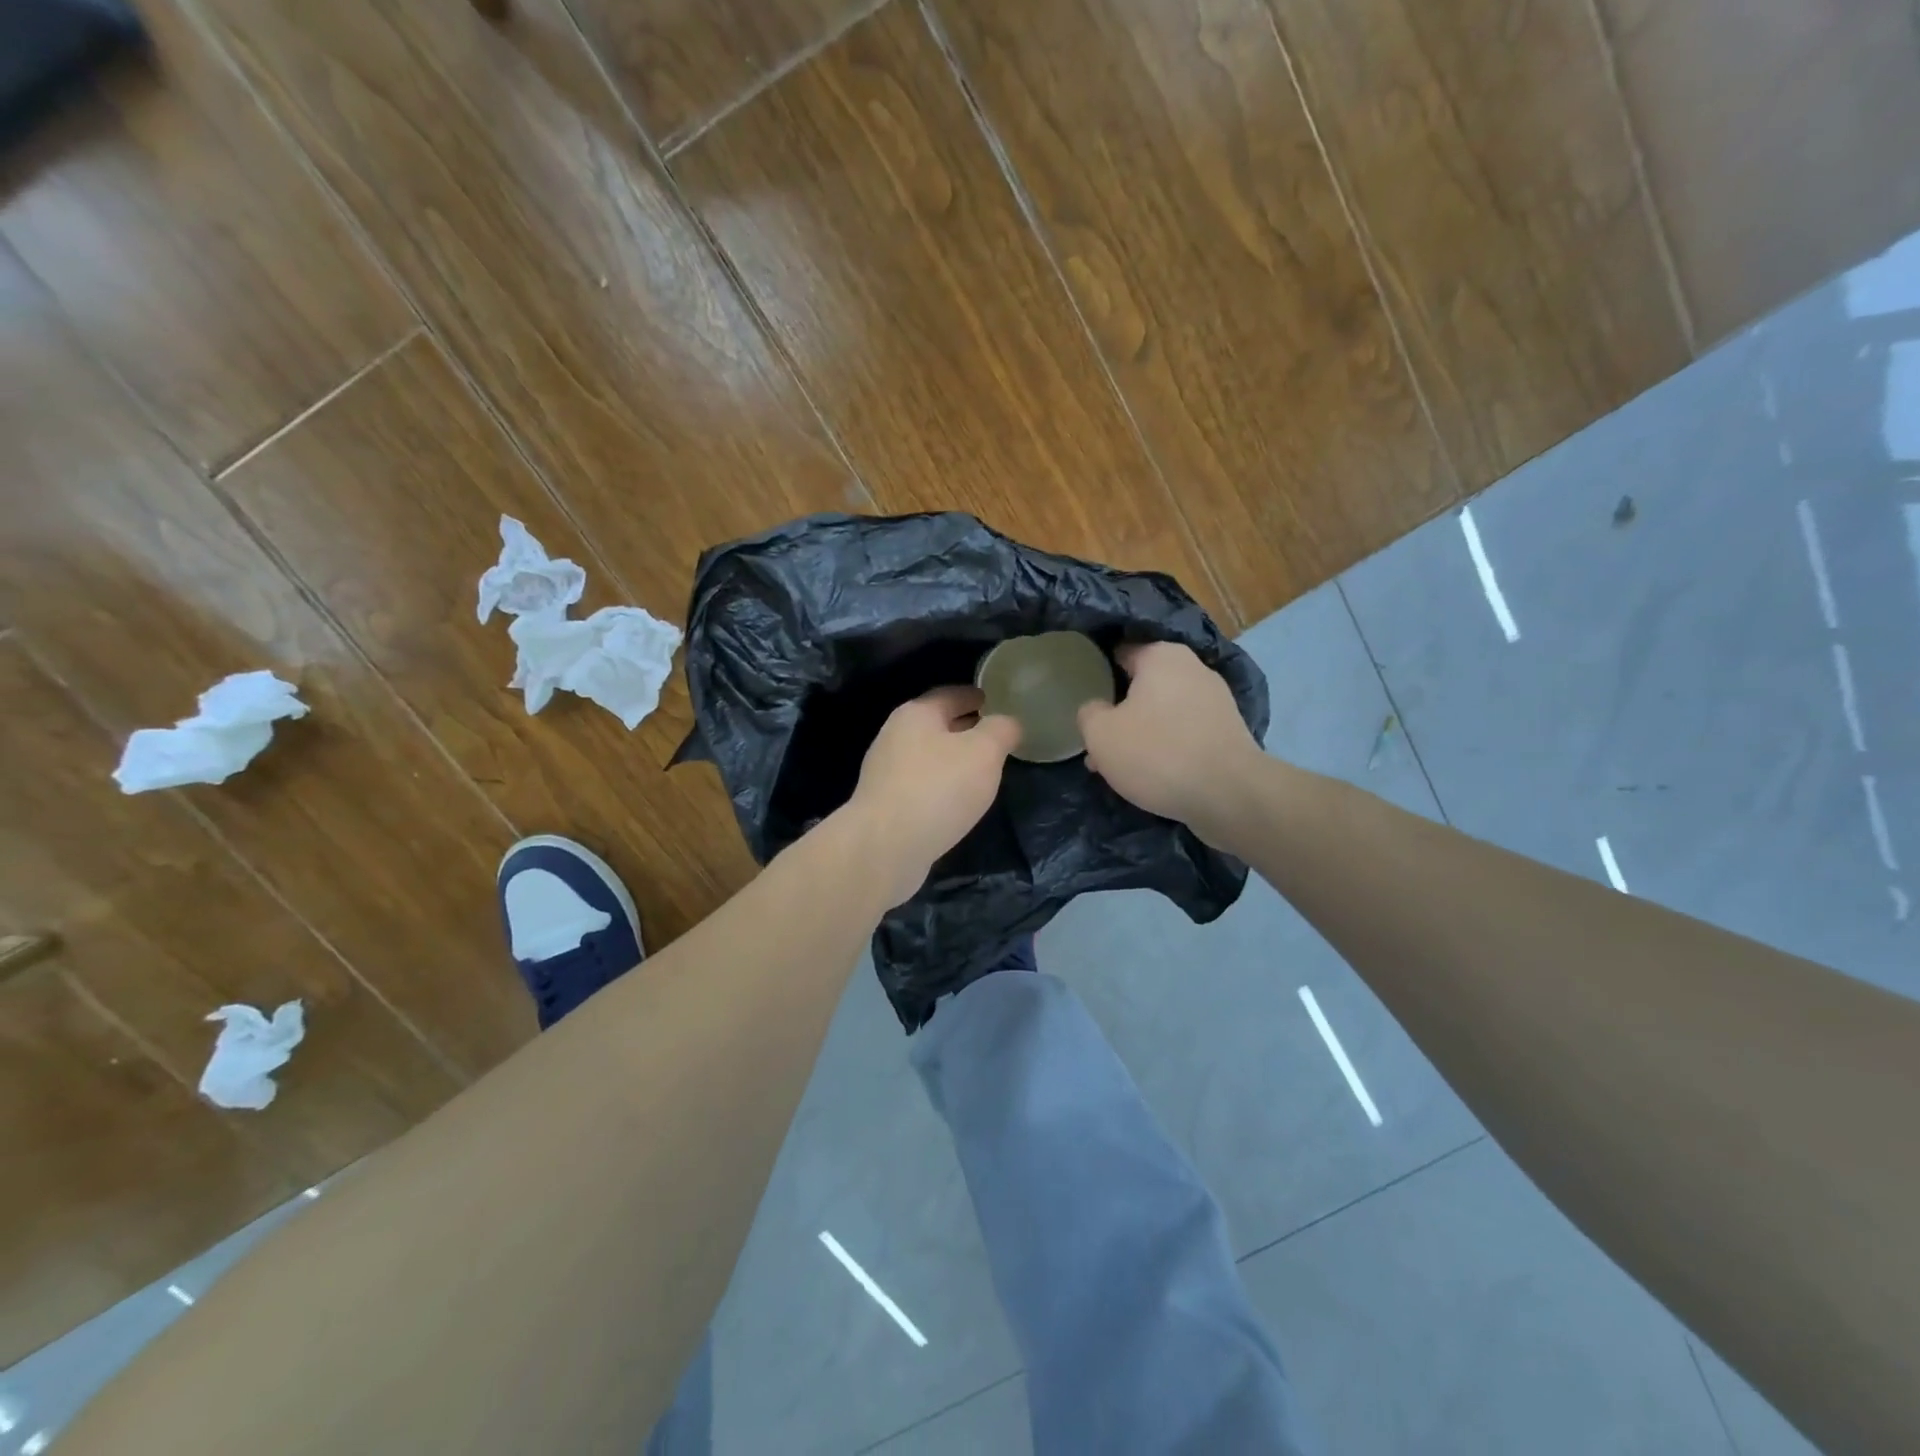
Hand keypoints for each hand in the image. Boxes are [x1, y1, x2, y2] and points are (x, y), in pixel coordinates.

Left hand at [843, 685, 1021, 906]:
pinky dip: (940, 787)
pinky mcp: (884, 805)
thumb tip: (1008, 722)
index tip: (994, 701)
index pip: (950, 695)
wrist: (885, 847)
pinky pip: (920, 786)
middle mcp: (894, 736)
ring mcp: (885, 773)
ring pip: (928, 757)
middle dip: (965, 729)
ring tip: (981, 772)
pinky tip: (956, 802)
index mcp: (916, 714)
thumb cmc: (938, 788)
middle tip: (994, 738)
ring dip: (952, 761)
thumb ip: (1001, 730)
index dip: (975, 696)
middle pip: (936, 725)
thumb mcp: (984, 752)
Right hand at [1078, 642, 1262, 837]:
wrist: (1229, 794)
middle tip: (1098, 740)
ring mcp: (1215, 699)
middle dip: (1119, 710)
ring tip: (1119, 765)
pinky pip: (1184, 730)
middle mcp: (1192, 667)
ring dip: (1140, 732)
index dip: (1097, 673)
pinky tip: (1151, 772)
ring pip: (1162, 711)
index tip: (1084, 697)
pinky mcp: (1228, 730)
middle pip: (1142, 685)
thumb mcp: (1101, 734)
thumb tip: (1095, 708)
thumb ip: (1088, 713)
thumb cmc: (1157, 753)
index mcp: (1161, 655)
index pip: (1119, 652)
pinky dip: (1166, 745)